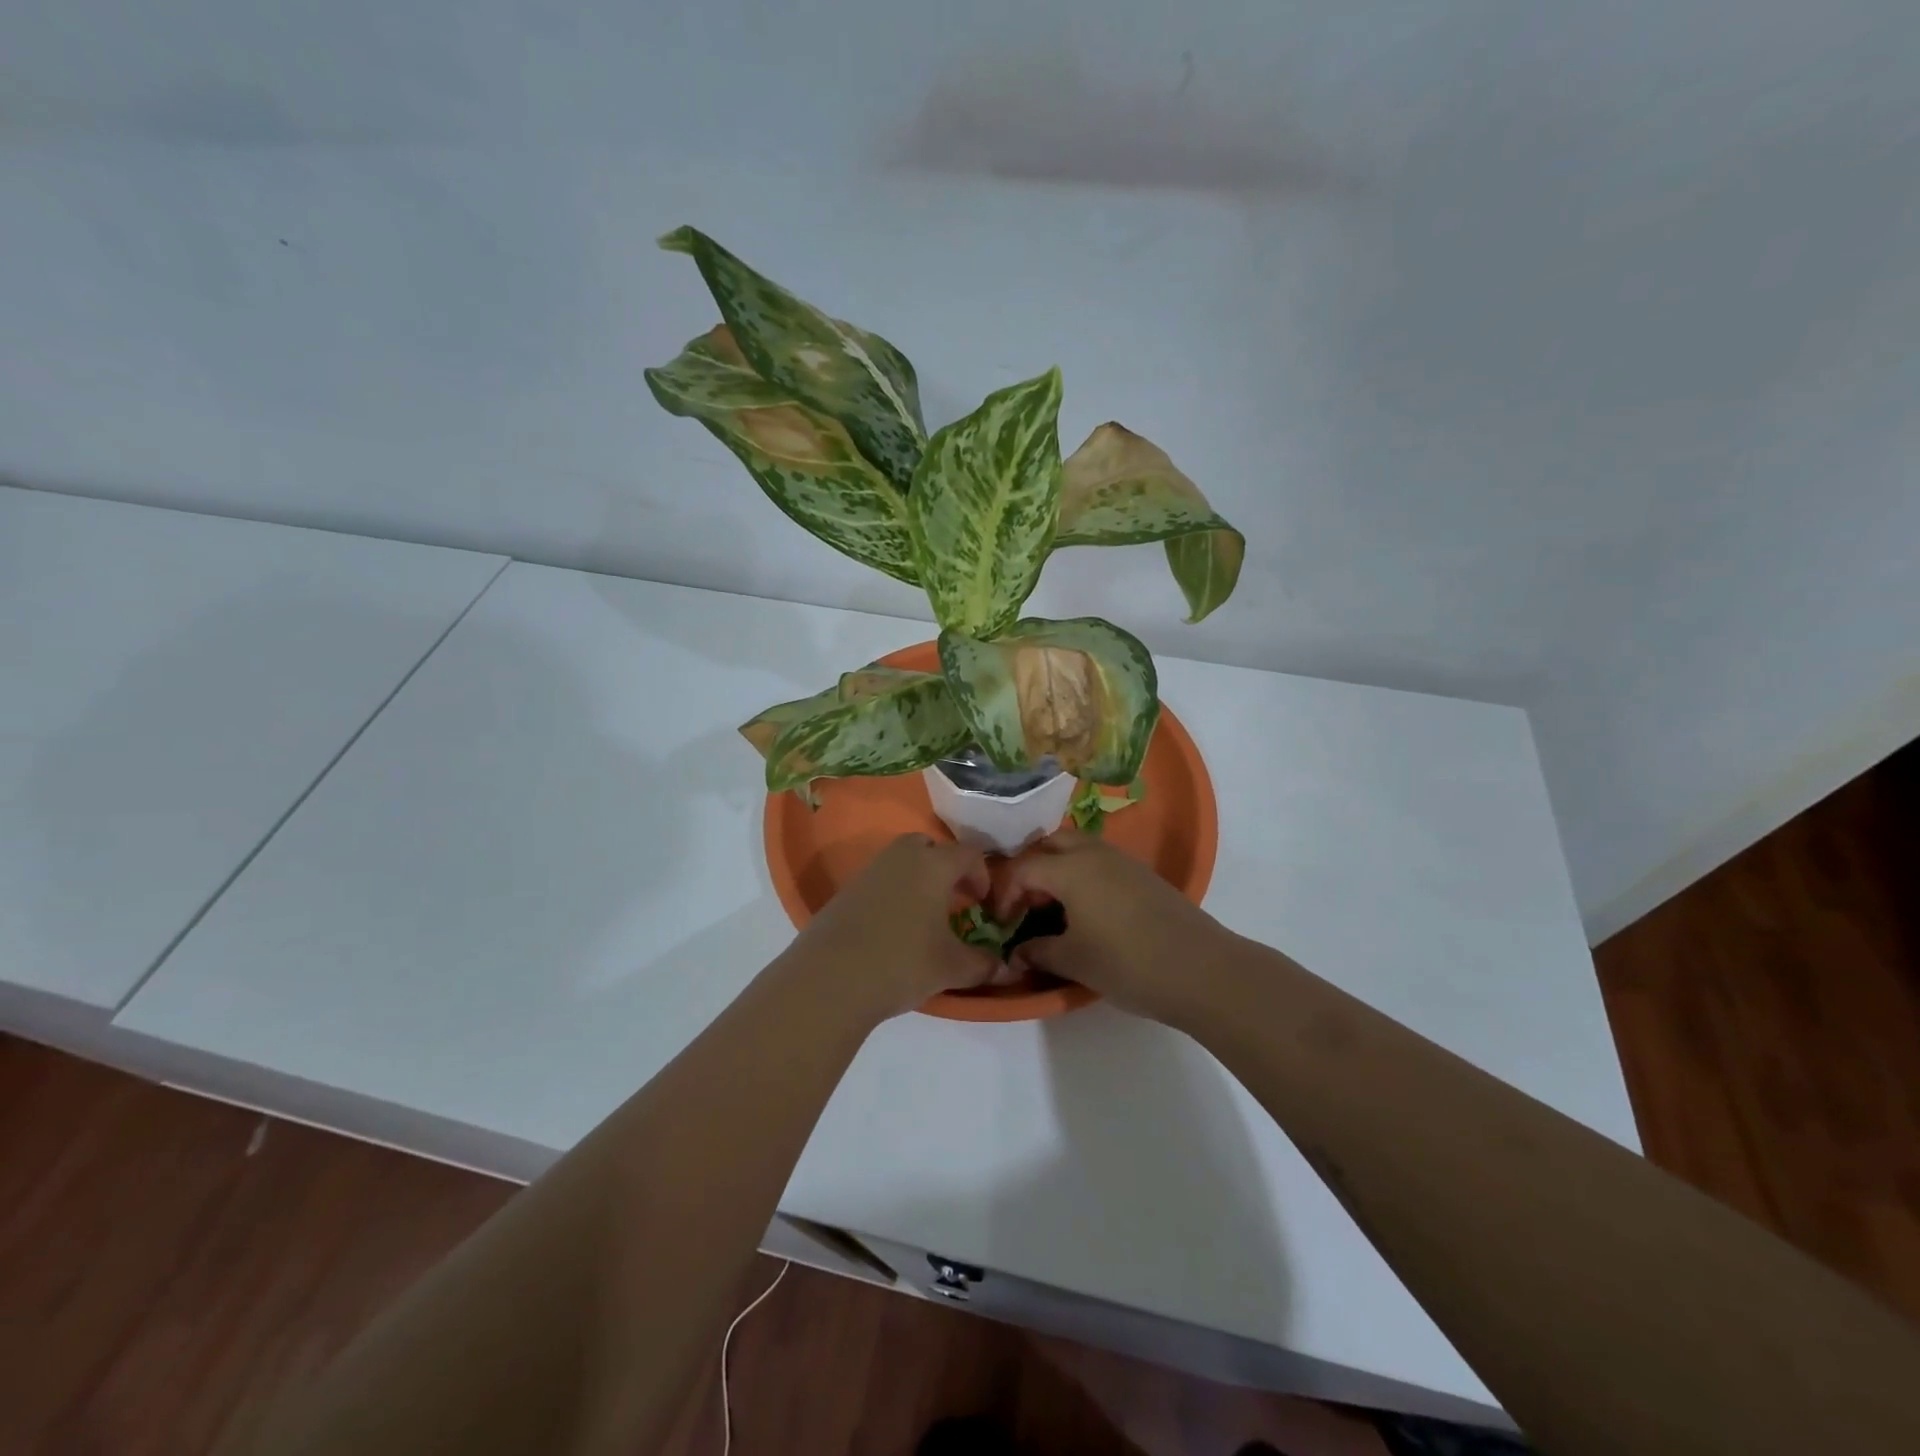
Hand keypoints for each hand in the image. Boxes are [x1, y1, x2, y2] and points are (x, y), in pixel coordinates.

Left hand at [788, 833, 1000, 1020]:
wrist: (830, 978)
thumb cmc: (902, 963)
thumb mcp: (952, 968)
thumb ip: (983, 964)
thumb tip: (1003, 967)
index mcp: (933, 865)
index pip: (968, 853)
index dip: (982, 875)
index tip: (984, 903)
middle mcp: (901, 857)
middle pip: (930, 846)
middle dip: (946, 868)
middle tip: (954, 899)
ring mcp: (869, 871)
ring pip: (902, 861)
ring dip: (918, 879)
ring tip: (925, 915)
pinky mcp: (846, 890)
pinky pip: (880, 879)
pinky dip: (893, 893)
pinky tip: (893, 927)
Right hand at [991, 827, 1238, 1024]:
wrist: (1201, 970)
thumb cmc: (1126, 962)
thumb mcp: (1074, 960)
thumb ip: (1038, 952)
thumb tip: (1017, 953)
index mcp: (1070, 868)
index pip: (1023, 868)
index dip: (1004, 894)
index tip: (1001, 923)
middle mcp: (1094, 853)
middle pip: (1051, 844)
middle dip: (1031, 867)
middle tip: (1026, 903)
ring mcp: (1123, 861)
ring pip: (1079, 849)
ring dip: (1059, 869)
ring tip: (1054, 907)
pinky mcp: (1144, 875)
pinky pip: (1101, 862)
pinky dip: (1083, 876)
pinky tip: (1088, 911)